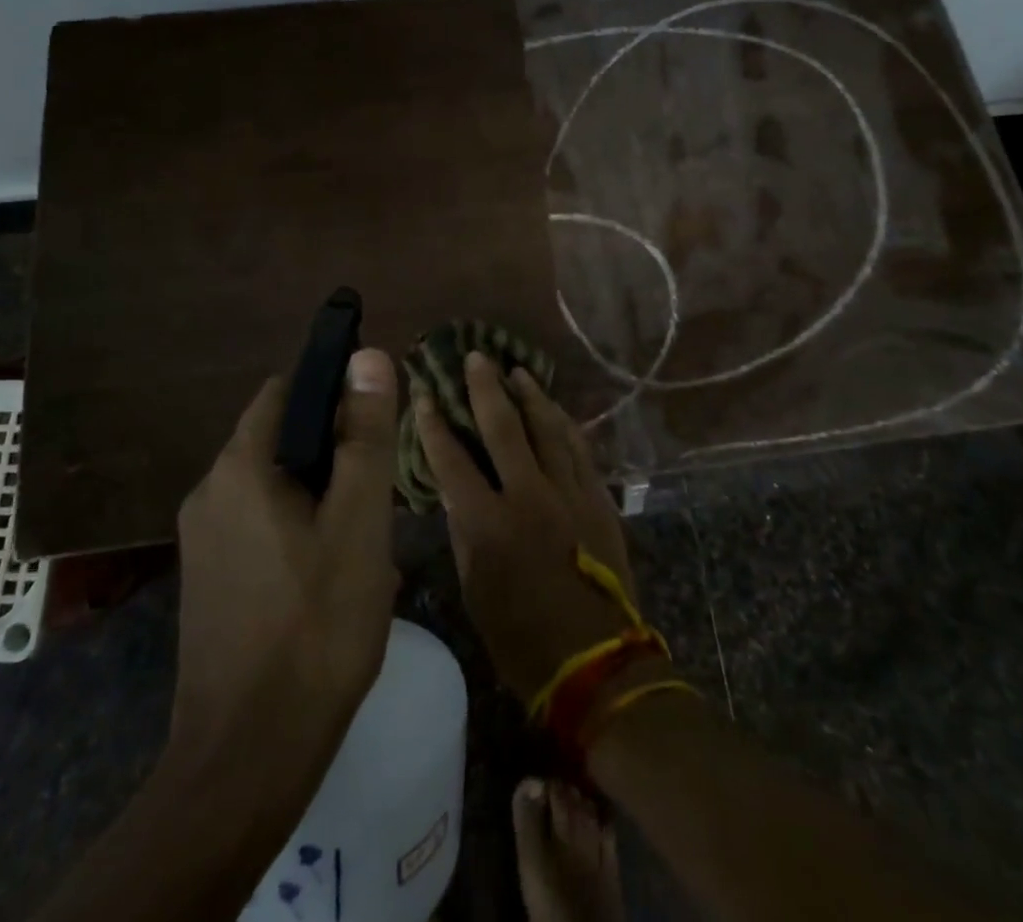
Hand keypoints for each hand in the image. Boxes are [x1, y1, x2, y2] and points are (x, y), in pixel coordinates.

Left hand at [170, 348, 400, 779]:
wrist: (248, 759)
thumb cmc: (315, 627)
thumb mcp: (358, 522)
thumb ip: (364, 436)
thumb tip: (366, 356)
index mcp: (239, 468)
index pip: (286, 391)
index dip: (334, 393)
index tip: (375, 423)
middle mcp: (209, 492)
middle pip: (281, 439)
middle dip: (333, 453)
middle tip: (378, 495)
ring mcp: (203, 540)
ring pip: (274, 486)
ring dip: (320, 495)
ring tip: (364, 541)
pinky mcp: (208, 580)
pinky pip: (259, 526)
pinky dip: (298, 529)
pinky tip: (331, 576)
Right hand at [413, 352, 646, 704]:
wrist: (596, 665)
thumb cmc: (521, 639)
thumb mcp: (474, 590)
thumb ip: (464, 533)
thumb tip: (456, 493)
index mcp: (487, 523)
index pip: (451, 460)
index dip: (434, 425)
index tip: (424, 395)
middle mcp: (528, 496)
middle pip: (503, 427)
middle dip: (485, 388)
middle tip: (476, 357)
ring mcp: (569, 494)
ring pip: (547, 429)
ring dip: (530, 396)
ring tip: (517, 370)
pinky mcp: (598, 500)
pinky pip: (580, 449)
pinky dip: (565, 424)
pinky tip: (556, 409)